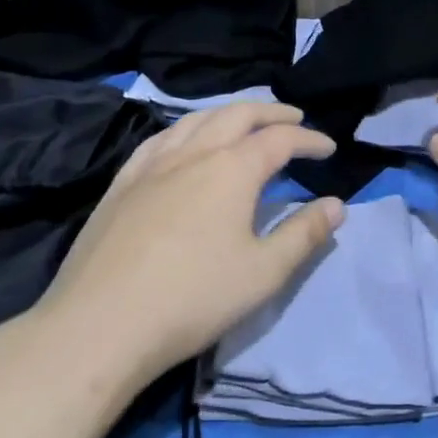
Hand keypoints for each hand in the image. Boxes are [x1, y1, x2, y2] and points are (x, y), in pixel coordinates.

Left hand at [26, 103, 344, 387]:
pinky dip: (186, 128)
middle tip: (294, 118)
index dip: (308, 139)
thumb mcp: (264, 273)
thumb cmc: (193, 299)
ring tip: (245, 122)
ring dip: (228, 114)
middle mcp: (192, 153)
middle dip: (271, 113)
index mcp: (231, 169)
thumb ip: (304, 234)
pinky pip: (159, 139)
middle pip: (237, 115)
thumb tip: (336, 204)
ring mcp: (151, 165)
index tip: (328, 148)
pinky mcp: (121, 184)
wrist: (100, 324)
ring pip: (195, 119)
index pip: (279, 139)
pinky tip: (184, 141)